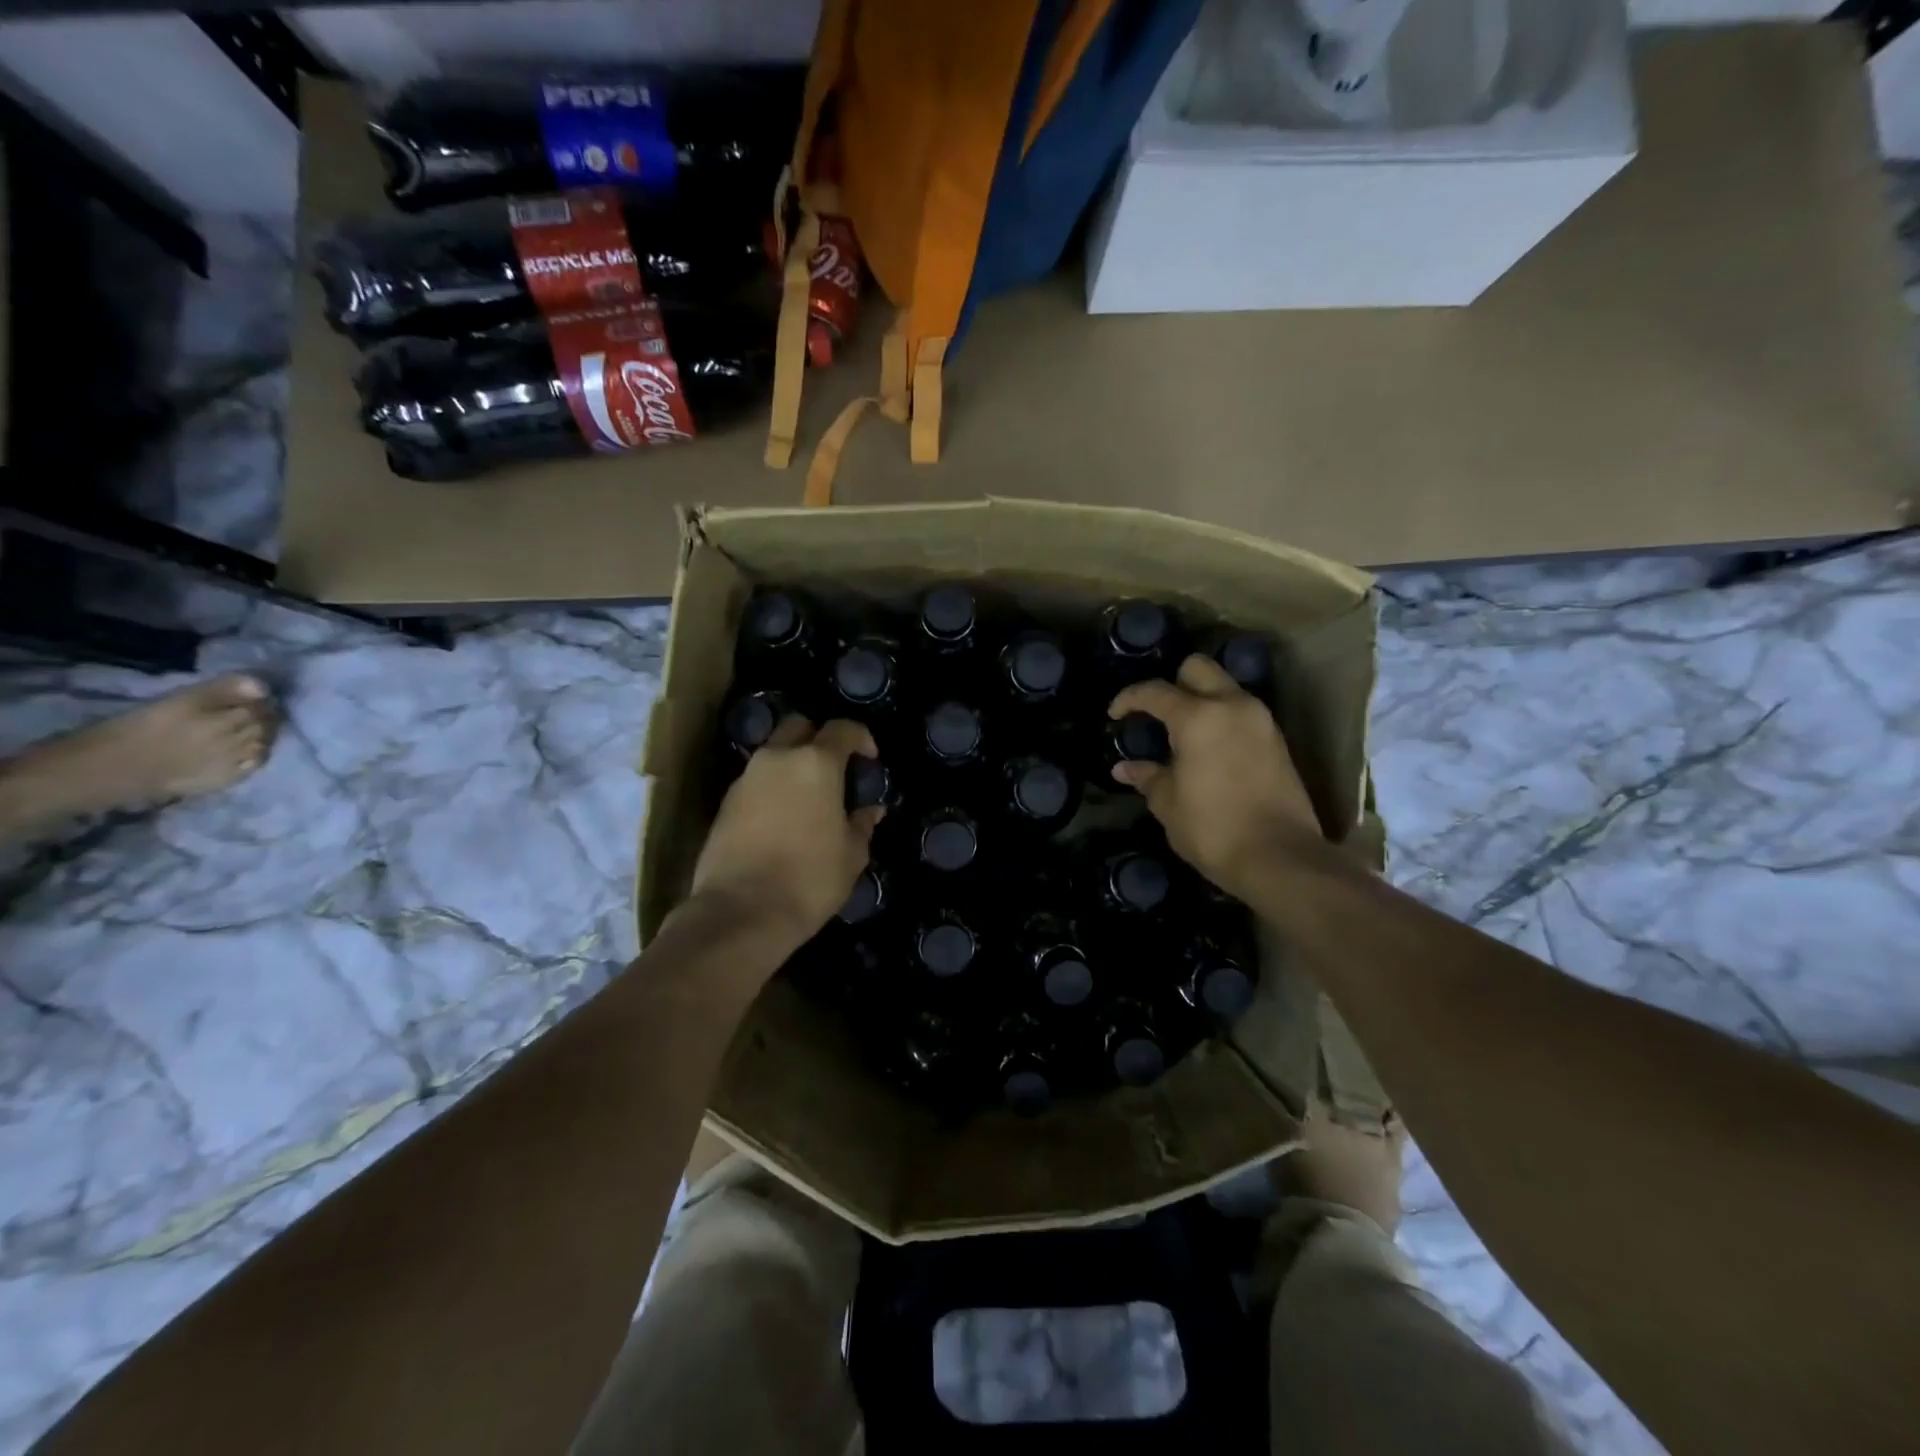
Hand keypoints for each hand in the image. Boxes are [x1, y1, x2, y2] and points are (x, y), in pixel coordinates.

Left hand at [692, 716, 883, 953]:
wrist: (740, 912)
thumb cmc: (809, 879)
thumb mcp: (851, 855)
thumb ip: (861, 823)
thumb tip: (869, 809)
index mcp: (816, 763)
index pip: (842, 729)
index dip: (861, 738)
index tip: (869, 759)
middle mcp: (777, 759)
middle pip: (799, 727)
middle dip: (818, 738)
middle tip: (833, 769)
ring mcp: (746, 778)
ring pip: (773, 753)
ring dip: (792, 764)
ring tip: (807, 797)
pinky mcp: (725, 802)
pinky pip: (755, 781)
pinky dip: (771, 788)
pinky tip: (782, 818)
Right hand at [1109, 656, 1322, 900]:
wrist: (1280, 857)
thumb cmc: (1213, 829)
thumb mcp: (1168, 804)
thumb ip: (1147, 777)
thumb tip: (1125, 768)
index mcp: (1198, 717)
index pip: (1155, 691)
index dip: (1129, 699)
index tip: (1115, 714)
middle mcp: (1232, 706)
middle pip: (1198, 668)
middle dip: (1173, 681)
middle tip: (1157, 712)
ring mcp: (1260, 720)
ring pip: (1225, 687)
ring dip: (1201, 699)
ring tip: (1182, 731)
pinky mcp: (1277, 740)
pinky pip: (1242, 711)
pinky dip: (1222, 718)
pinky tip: (1208, 748)